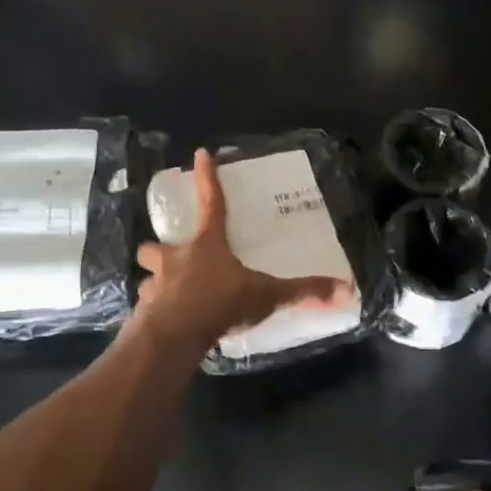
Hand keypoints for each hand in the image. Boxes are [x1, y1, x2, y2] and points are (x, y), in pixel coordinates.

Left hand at [135, 148, 353, 350]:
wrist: (175, 336)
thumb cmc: (220, 302)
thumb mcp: (266, 296)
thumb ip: (302, 292)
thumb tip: (346, 289)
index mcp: (206, 246)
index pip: (210, 203)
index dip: (206, 178)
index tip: (200, 154)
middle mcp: (174, 260)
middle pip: (155, 245)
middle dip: (159, 249)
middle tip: (170, 258)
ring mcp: (155, 286)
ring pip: (148, 277)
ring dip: (156, 282)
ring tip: (169, 294)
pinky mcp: (145, 313)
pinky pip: (148, 308)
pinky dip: (155, 313)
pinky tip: (166, 323)